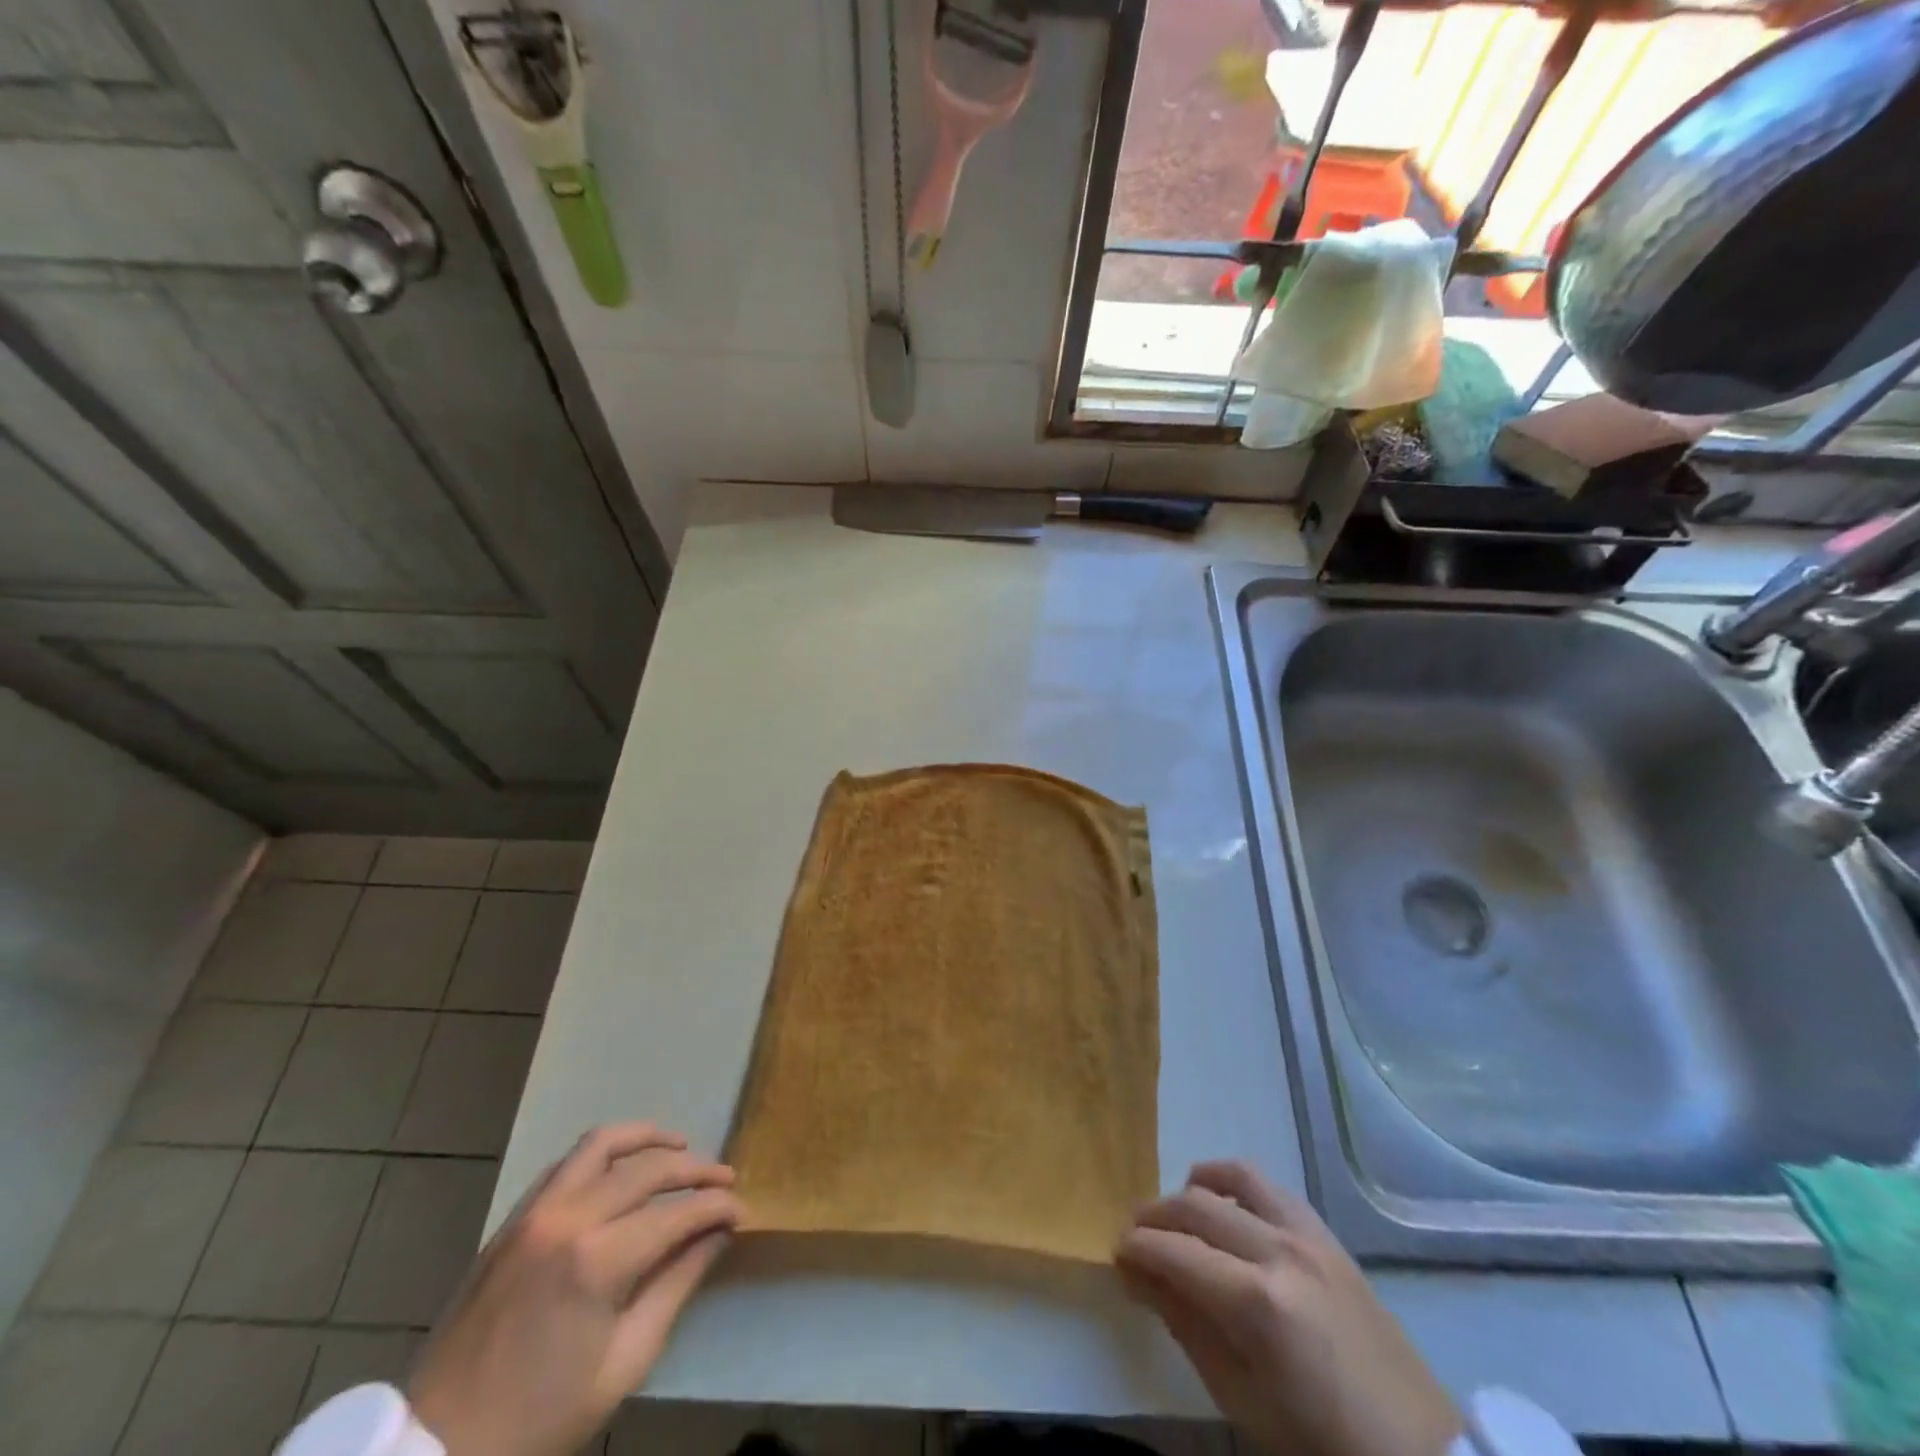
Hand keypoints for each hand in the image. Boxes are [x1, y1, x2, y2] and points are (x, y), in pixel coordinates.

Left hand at [407, 1123, 740, 1455]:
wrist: (436, 1450)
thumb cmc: (540, 1421)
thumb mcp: (624, 1363)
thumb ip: (676, 1285)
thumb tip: (718, 1234)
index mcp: (596, 1261)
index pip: (676, 1213)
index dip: (717, 1207)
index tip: (742, 1211)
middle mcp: (567, 1218)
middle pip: (648, 1168)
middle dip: (695, 1170)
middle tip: (724, 1178)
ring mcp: (534, 1213)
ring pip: (602, 1144)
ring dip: (647, 1139)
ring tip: (678, 1147)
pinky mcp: (512, 1220)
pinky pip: (566, 1164)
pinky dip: (603, 1155)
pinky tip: (621, 1170)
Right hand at [1116, 1161, 1460, 1455]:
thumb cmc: (1320, 1445)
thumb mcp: (1241, 1400)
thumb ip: (1185, 1325)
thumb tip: (1136, 1274)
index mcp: (1258, 1303)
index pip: (1175, 1251)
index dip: (1137, 1247)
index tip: (1116, 1253)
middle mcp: (1280, 1251)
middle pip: (1196, 1205)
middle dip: (1155, 1216)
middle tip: (1135, 1237)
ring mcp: (1309, 1236)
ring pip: (1233, 1177)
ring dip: (1194, 1188)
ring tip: (1178, 1214)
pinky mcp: (1328, 1235)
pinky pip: (1270, 1187)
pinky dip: (1234, 1184)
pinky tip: (1225, 1208)